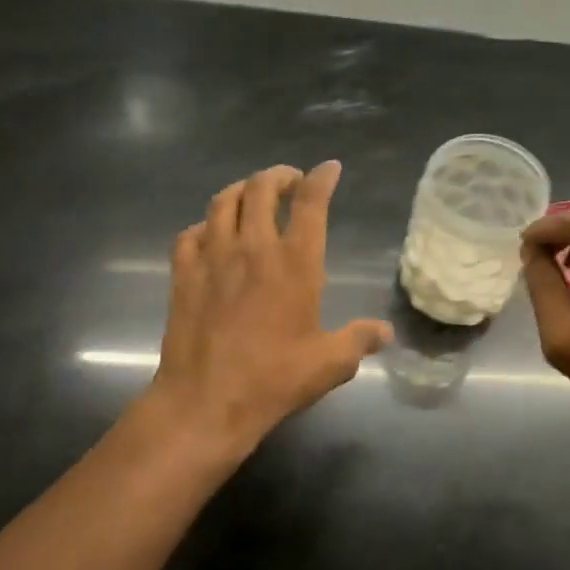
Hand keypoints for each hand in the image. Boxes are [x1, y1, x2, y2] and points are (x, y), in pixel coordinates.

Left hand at [147, 161, 392, 455]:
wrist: (206, 400)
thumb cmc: (274, 379)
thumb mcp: (330, 363)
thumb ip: (360, 340)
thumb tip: (386, 332)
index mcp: (296, 262)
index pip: (311, 202)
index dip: (321, 179)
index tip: (329, 169)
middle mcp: (254, 248)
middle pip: (261, 188)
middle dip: (278, 175)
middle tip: (289, 181)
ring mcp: (213, 257)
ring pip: (223, 201)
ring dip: (240, 189)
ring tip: (251, 195)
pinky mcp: (183, 274)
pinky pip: (190, 233)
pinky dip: (204, 225)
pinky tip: (210, 235)